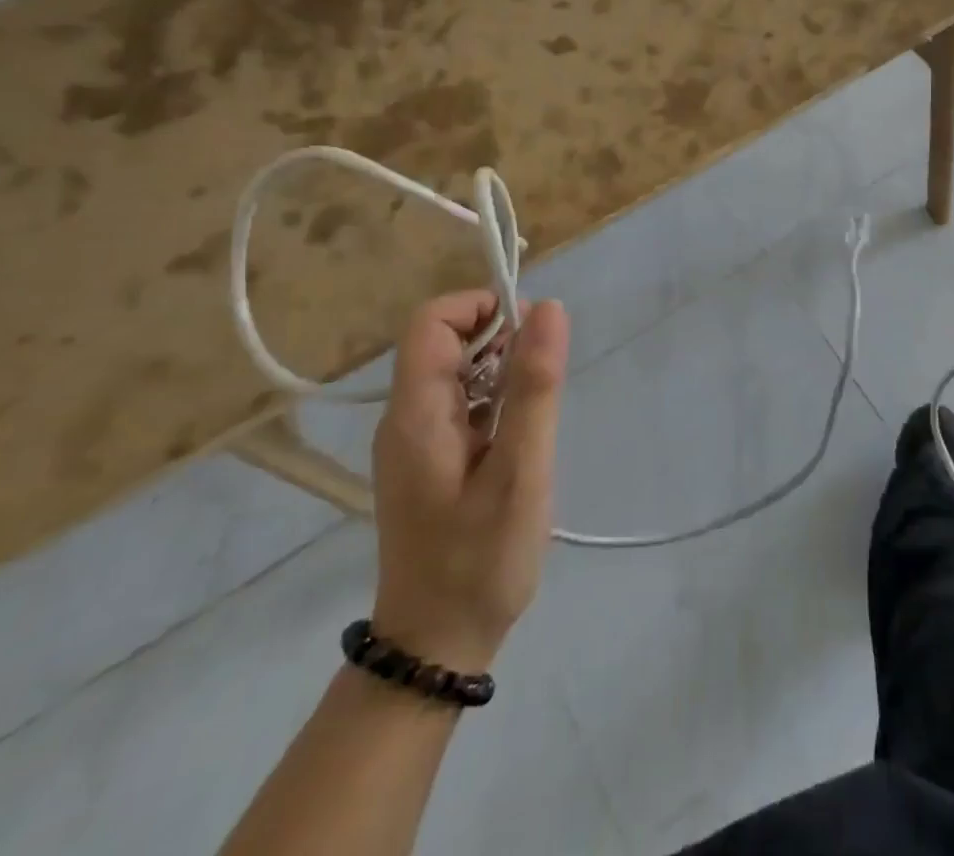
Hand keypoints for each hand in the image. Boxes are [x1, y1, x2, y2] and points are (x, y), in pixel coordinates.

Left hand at [370, 292, 569, 671]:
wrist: (436, 647)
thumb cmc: (479, 560)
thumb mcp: (521, 470)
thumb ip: (534, 387)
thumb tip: (548, 308)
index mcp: (415, 414)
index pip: (431, 322)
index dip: (480, 307)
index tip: (530, 330)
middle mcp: (406, 419)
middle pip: (444, 343)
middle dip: (498, 340)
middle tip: (544, 377)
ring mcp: (415, 442)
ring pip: (456, 374)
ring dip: (501, 371)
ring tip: (538, 410)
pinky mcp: (431, 462)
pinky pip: (461, 406)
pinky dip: (495, 401)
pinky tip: (522, 435)